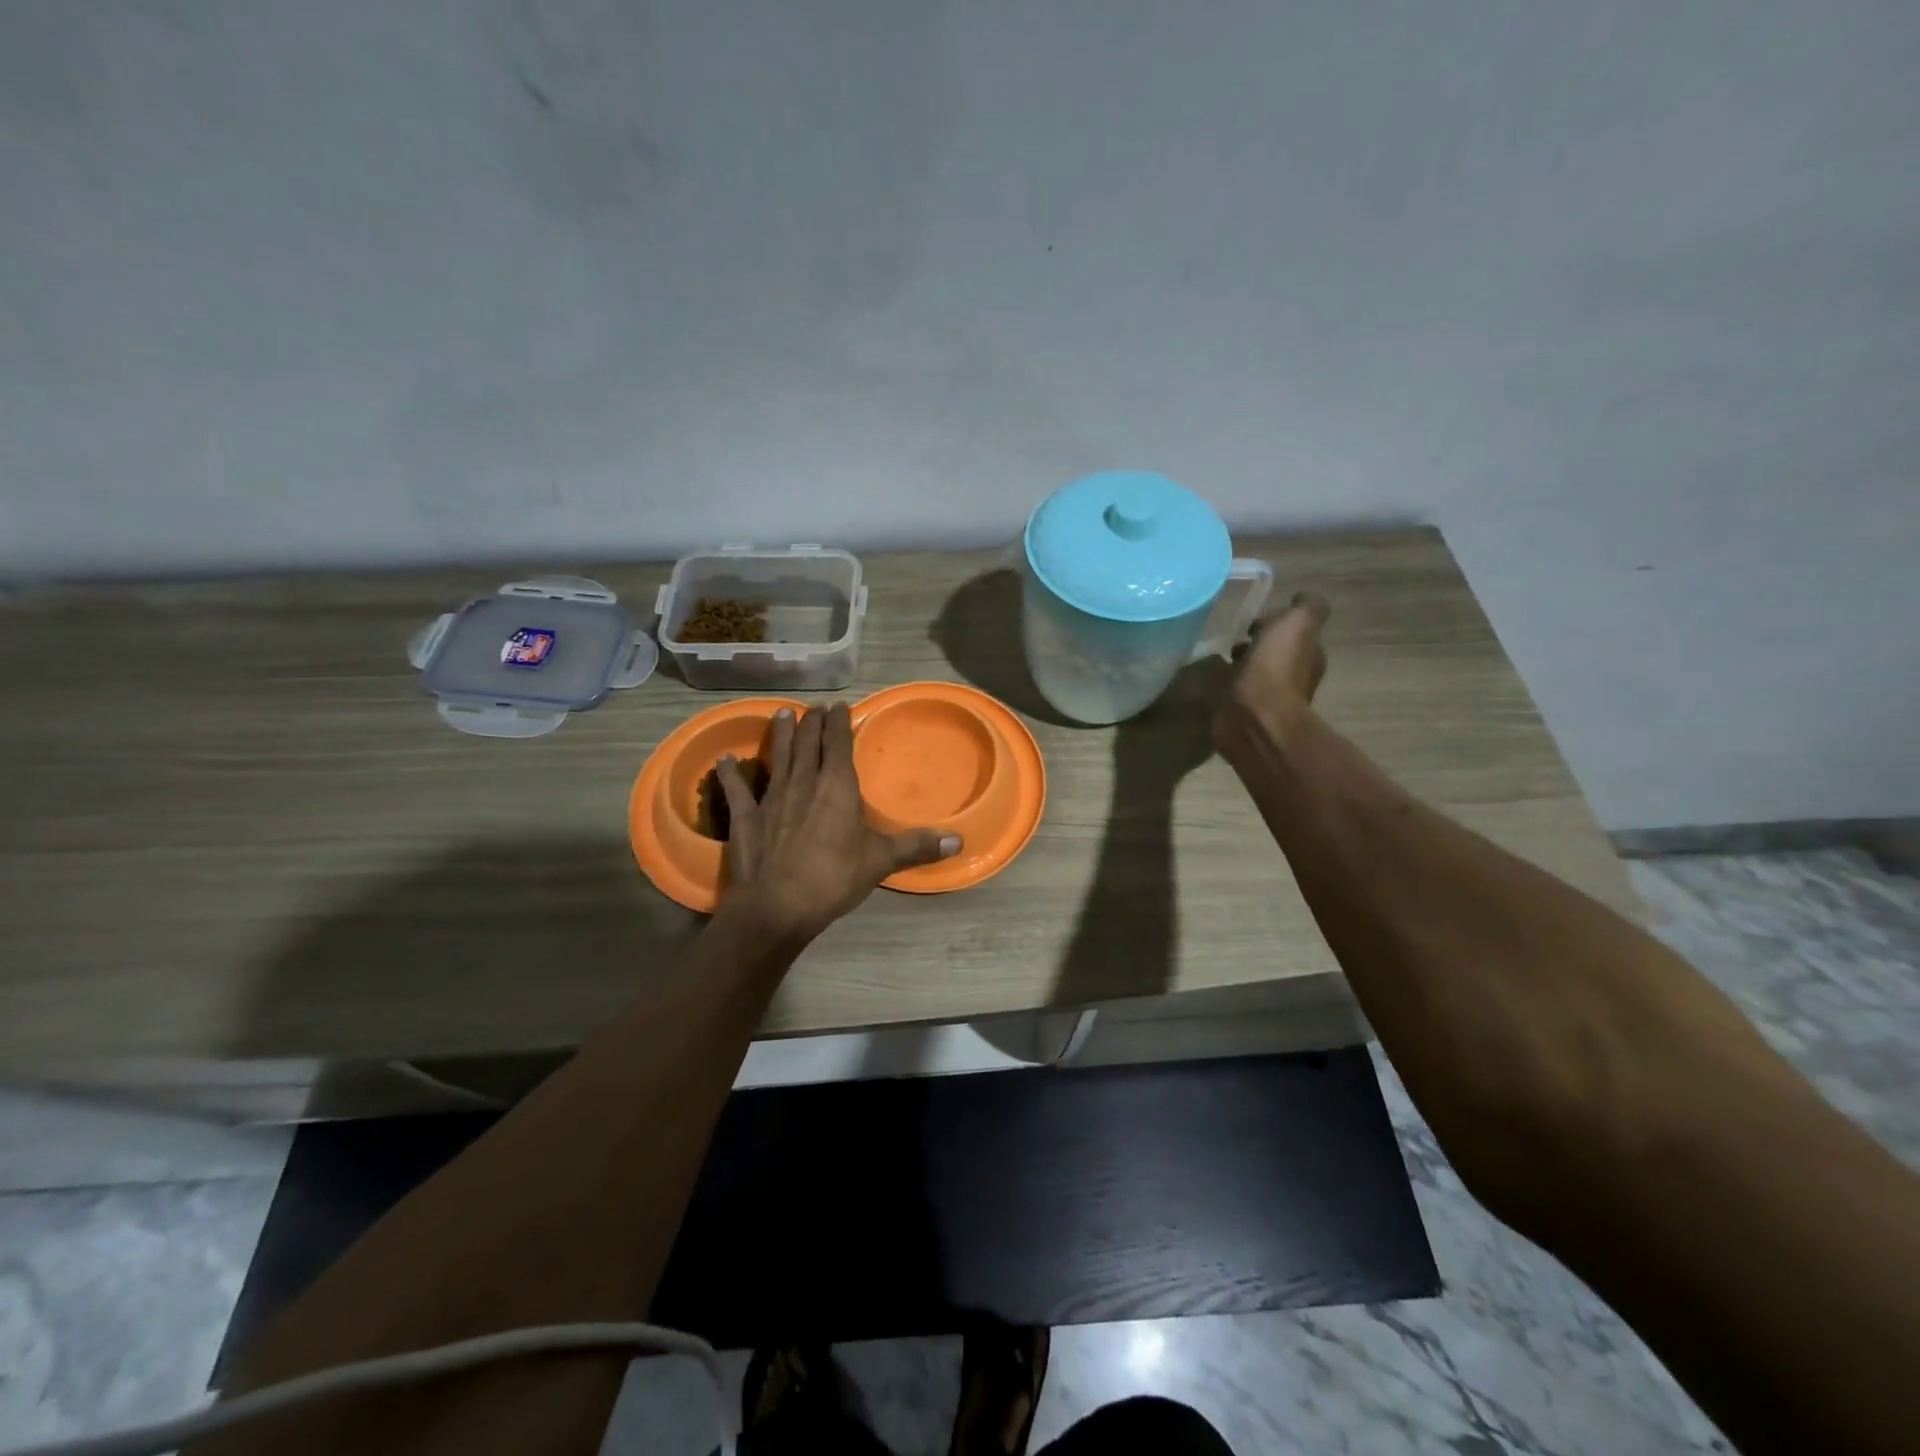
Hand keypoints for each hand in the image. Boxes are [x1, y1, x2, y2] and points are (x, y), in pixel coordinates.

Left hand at [714, 703, 959, 945]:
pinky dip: (731, 774)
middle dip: (812, 723)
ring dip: (780, 735)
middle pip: (808, 745)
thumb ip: (916, 847)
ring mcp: (771, 798)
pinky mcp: (745, 818)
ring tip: (782, 714)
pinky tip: (724, 760)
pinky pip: (737, 790)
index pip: (839, 745)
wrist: (777, 907)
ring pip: (778, 758)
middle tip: (814, 708)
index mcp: (837, 788)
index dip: (839, 724)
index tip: (839, 706)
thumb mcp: (880, 862)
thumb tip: (959, 841)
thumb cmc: (833, 879)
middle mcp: (804, 783)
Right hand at [1214, 592, 1329, 746]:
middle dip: (1257, 644)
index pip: (1295, 632)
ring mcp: (1268, 698)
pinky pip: (1236, 691)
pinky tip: (1214, 679)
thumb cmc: (1276, 667)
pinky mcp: (1244, 713)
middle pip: (1275, 652)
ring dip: (1241, 664)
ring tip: (1218, 658)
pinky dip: (1228, 683)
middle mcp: (1294, 676)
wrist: (1254, 716)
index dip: (1276, 623)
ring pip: (1254, 672)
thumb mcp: (1298, 623)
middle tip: (1234, 639)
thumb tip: (1301, 598)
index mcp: (1309, 654)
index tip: (1254, 622)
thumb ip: (1306, 607)